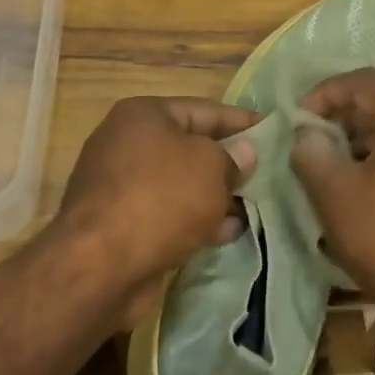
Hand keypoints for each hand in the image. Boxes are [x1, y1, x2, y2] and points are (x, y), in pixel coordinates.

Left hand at [52, 96, 258, 295]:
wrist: (100, 265)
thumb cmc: (161, 198)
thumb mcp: (210, 168)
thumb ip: (233, 158)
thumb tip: (244, 152)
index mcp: (144, 115)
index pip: (205, 109)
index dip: (242, 120)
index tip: (274, 131)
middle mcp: (127, 144)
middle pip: (191, 148)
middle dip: (230, 163)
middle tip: (270, 174)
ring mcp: (122, 186)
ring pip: (182, 185)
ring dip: (217, 196)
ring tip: (256, 207)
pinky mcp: (122, 224)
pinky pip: (169, 214)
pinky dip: (197, 220)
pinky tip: (230, 232)